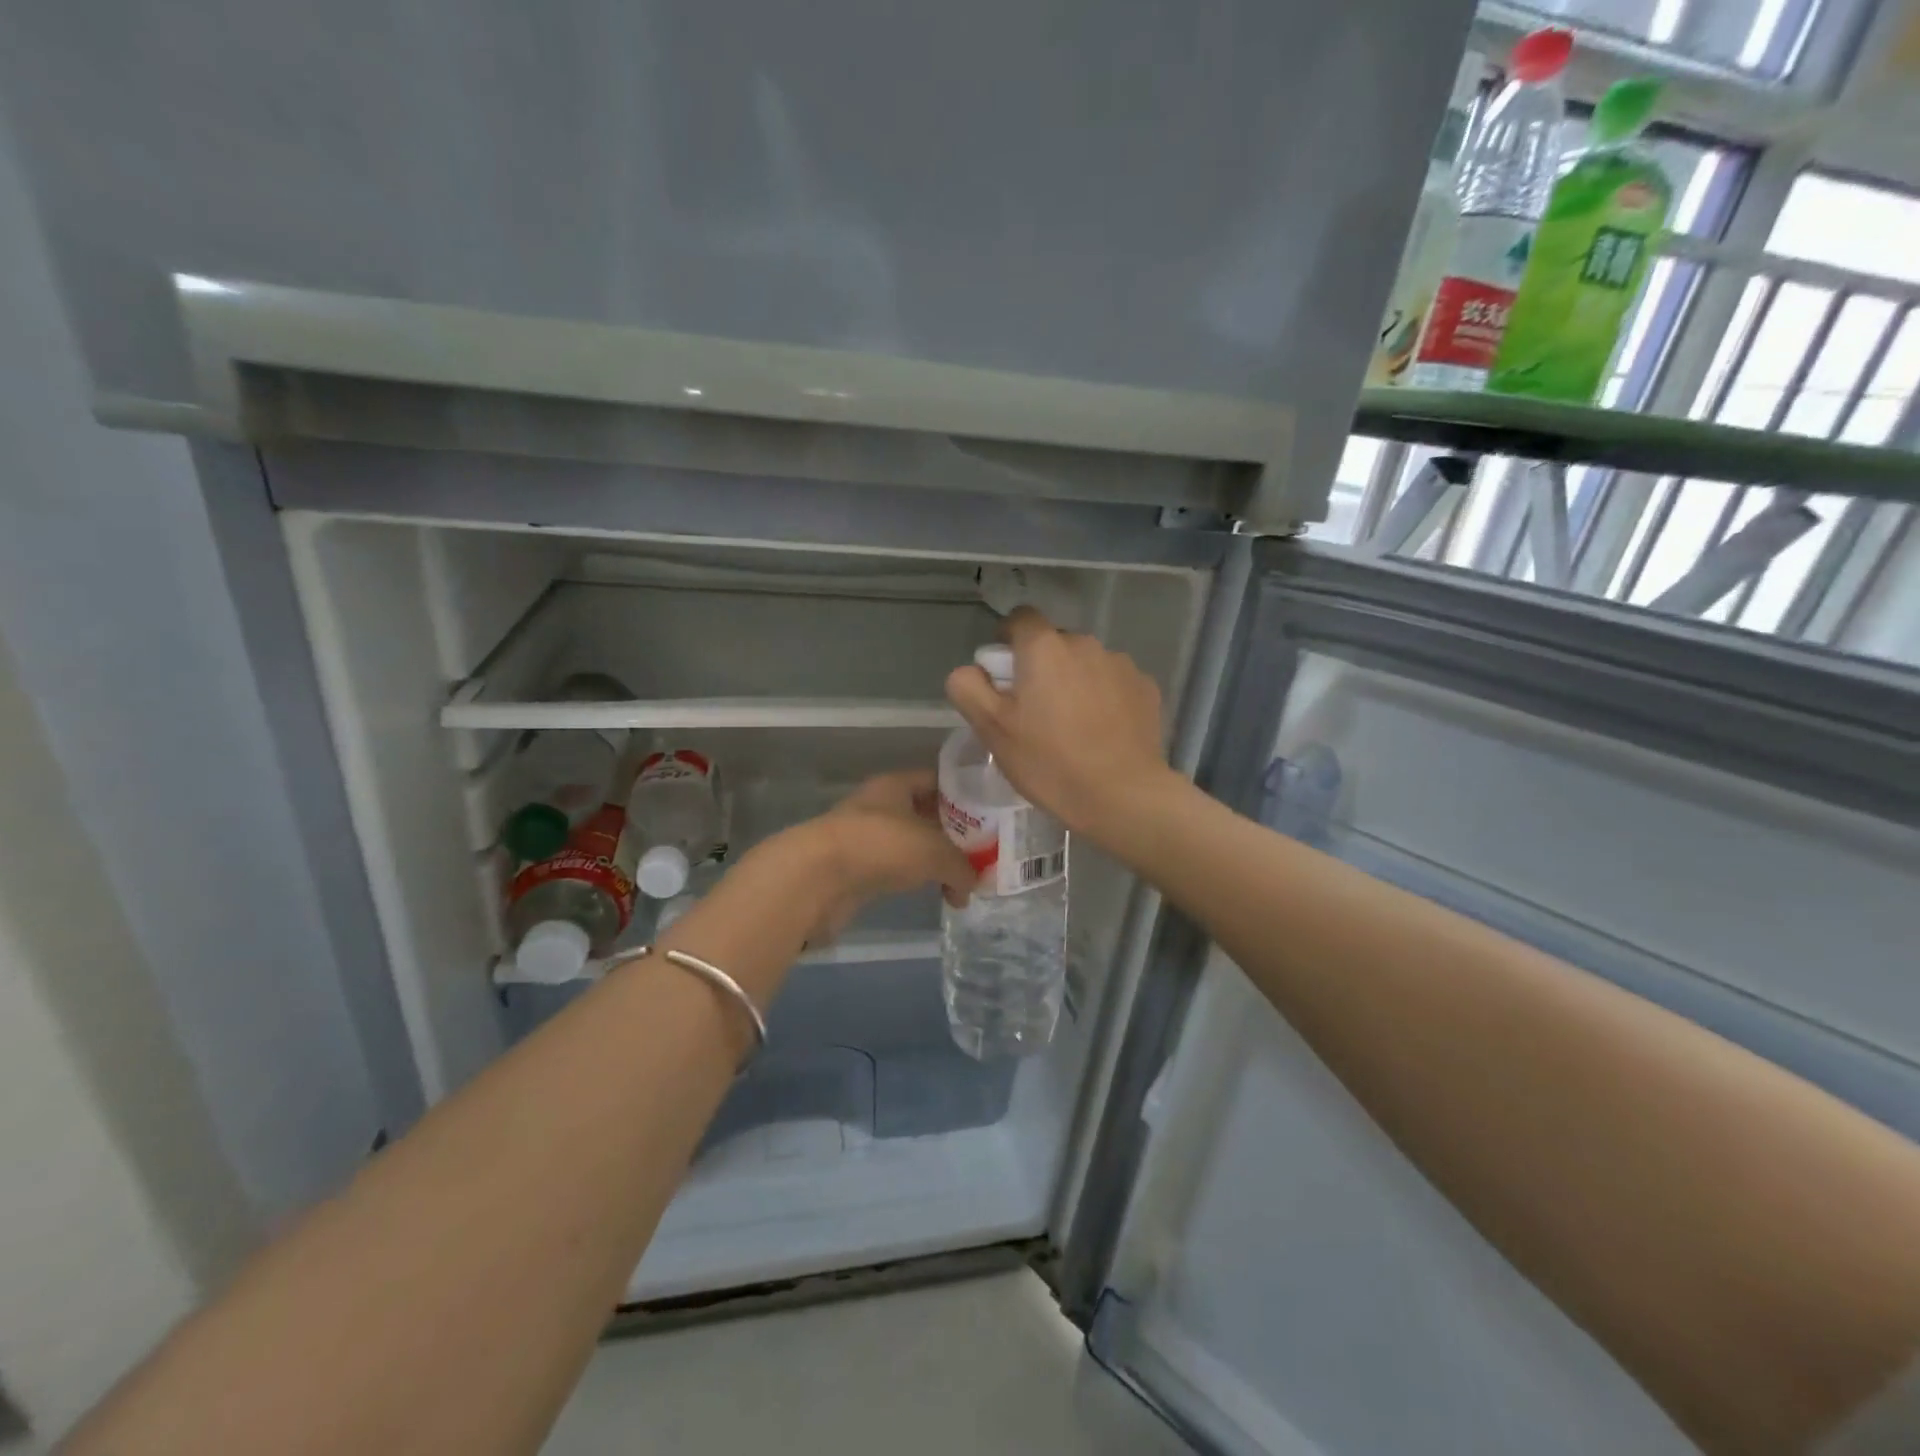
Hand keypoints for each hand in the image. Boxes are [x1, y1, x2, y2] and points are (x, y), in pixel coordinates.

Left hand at [761, 770, 975, 945]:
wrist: (817, 879)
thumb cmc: (880, 846)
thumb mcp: (934, 851)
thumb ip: (961, 865)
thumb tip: (972, 884)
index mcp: (896, 785)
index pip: (937, 780)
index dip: (964, 793)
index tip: (990, 813)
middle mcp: (880, 806)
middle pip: (926, 814)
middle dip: (954, 833)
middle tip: (984, 852)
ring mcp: (866, 838)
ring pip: (912, 845)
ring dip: (936, 861)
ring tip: (964, 881)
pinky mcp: (857, 870)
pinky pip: (897, 870)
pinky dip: (917, 880)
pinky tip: (937, 895)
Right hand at [945, 607, 1174, 843]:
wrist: (1122, 795)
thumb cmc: (1049, 762)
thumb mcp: (992, 730)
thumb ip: (969, 688)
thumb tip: (970, 670)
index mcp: (1044, 648)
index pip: (1020, 618)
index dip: (1007, 639)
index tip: (1004, 674)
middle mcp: (1085, 644)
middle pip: (1054, 643)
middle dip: (1042, 667)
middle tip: (1034, 711)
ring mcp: (1121, 664)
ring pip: (1086, 663)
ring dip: (1075, 682)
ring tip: (1072, 726)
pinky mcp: (1146, 688)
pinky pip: (1113, 683)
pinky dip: (1104, 697)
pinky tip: (1101, 733)